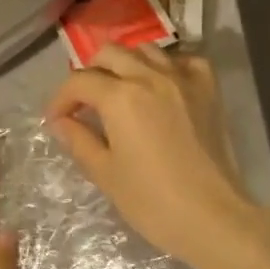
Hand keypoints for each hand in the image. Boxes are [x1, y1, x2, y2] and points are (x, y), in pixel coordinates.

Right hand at [46, 46, 254, 268]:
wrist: (214, 218)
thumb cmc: (152, 201)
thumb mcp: (105, 173)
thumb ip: (78, 140)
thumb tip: (60, 122)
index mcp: (120, 97)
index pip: (79, 82)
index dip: (60, 100)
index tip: (56, 120)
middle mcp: (150, 76)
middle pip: (109, 54)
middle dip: (89, 74)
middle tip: (85, 104)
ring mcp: (183, 79)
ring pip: (145, 50)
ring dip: (126, 65)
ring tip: (120, 91)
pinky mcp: (209, 90)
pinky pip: (184, 60)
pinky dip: (167, 66)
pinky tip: (161, 86)